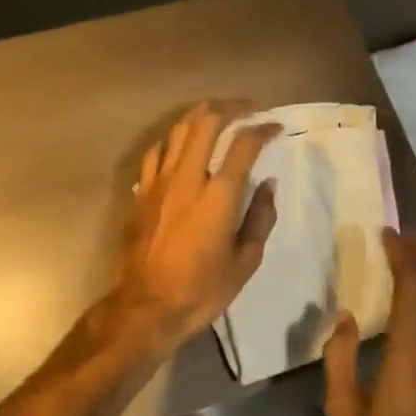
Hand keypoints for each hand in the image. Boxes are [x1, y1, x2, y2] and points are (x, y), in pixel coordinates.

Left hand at [111, 101, 280, 352]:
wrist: (146, 307)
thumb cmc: (202, 290)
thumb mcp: (245, 261)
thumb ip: (260, 218)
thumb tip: (267, 185)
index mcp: (219, 196)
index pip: (243, 145)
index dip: (262, 129)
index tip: (274, 126)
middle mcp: (188, 178)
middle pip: (206, 122)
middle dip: (230, 108)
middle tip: (247, 108)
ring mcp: (159, 182)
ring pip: (178, 130)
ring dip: (200, 114)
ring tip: (216, 112)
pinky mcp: (141, 192)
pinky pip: (156, 152)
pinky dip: (173, 139)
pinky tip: (180, 142)